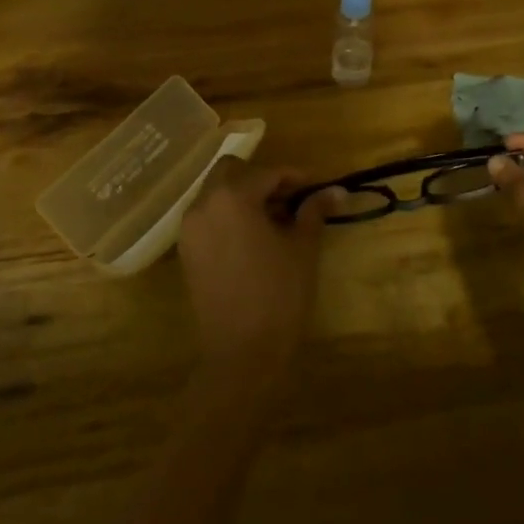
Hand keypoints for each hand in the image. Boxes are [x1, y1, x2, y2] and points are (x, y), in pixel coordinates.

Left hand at [178, 158, 341, 394]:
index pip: (267, 172)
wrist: (242, 352)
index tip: (316, 188)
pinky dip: (228, 214)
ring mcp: (190, 228)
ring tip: (273, 219)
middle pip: (231, 171)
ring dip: (242, 194)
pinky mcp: (186, 250)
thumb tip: (336, 189)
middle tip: (289, 199)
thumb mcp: (303, 248)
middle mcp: (204, 204)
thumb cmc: (278, 295)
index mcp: (233, 197)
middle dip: (260, 178)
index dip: (294, 177)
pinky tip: (252, 237)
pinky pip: (207, 216)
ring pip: (216, 192)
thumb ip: (314, 211)